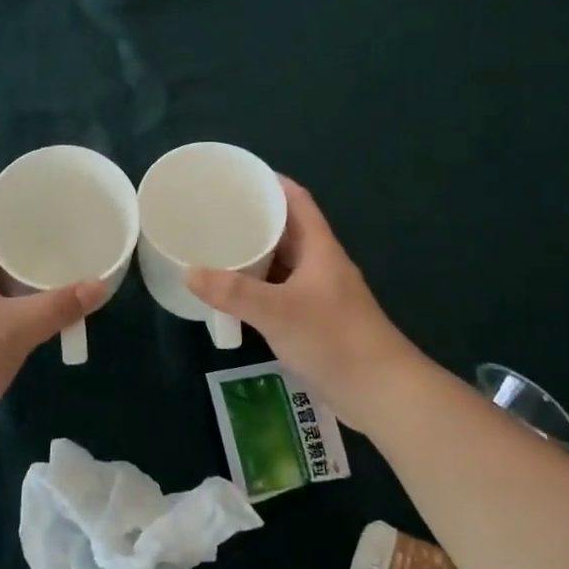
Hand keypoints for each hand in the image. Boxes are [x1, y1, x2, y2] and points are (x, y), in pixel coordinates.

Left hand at [0, 179, 105, 441]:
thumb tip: (99, 284)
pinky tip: (39, 292)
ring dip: (17, 254)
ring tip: (56, 247)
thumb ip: (57, 306)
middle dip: (19, 219)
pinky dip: (14, 284)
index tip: (39, 179)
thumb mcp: (13, 330)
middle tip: (59, 214)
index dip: (4, 184)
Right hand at [187, 177, 422, 430]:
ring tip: (217, 249)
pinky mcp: (315, 320)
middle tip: (215, 214)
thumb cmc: (334, 339)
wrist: (380, 391)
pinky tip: (235, 294)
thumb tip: (189, 272)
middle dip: (255, 219)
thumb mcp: (278, 311)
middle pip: (287, 230)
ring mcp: (319, 294)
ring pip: (283, 263)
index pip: (297, 201)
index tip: (238, 176)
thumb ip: (233, 292)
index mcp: (320, 248)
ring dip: (255, 255)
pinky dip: (258, 287)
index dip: (272, 183)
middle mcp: (321, 265)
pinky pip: (281, 291)